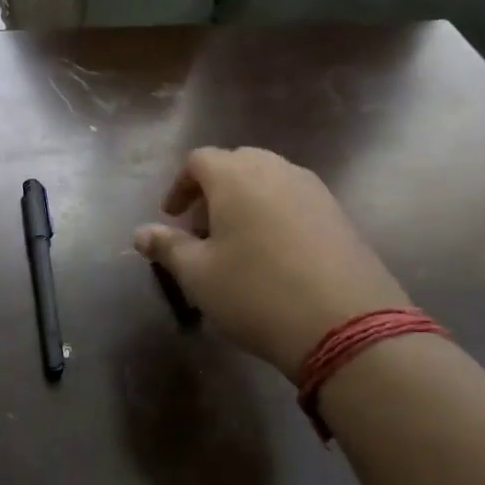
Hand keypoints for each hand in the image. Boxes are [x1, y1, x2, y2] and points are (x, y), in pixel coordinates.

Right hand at [133, 147, 410, 373]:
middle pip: (237, 163)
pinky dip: (272, 213)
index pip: (199, 160)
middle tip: (200, 229)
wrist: (345, 323)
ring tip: (234, 243)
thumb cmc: (255, 292)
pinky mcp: (338, 215)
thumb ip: (167, 247)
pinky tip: (270, 254)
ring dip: (243, 201)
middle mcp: (277, 171)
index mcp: (236, 178)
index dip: (179, 185)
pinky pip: (294, 199)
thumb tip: (140, 233)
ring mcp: (313, 191)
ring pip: (268, 180)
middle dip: (212, 190)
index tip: (171, 217)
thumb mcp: (198, 274)